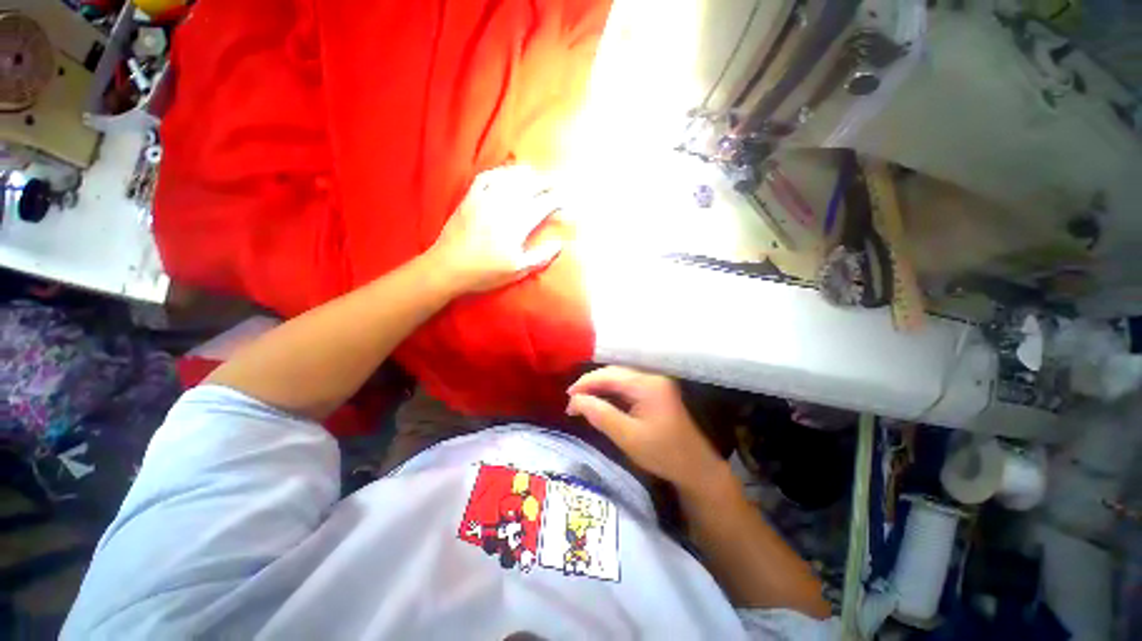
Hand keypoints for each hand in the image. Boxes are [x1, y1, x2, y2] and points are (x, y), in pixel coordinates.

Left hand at [427, 165, 562, 293]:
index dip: (558, 199)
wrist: (448, 267)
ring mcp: (484, 199)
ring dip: (525, 173)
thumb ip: (540, 256)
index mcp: (517, 224)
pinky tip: (505, 173)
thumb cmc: (485, 273)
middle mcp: (503, 205)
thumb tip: (558, 244)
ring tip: (536, 173)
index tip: (568, 199)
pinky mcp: (469, 198)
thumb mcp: (517, 270)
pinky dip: (499, 172)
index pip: (544, 204)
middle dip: (546, 182)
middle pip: (529, 186)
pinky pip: (486, 177)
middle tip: (557, 181)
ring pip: (509, 178)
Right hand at [566, 367, 727, 492]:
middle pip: (614, 373)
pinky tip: (601, 403)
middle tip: (572, 402)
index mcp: (647, 384)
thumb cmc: (663, 454)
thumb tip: (575, 401)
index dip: (585, 384)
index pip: (608, 375)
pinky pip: (627, 386)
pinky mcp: (655, 392)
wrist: (696, 468)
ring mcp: (655, 383)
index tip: (567, 399)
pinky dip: (611, 393)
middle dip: (591, 385)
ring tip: (582, 403)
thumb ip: (600, 415)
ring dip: (599, 388)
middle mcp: (651, 377)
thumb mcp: (627, 437)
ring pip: (619, 378)